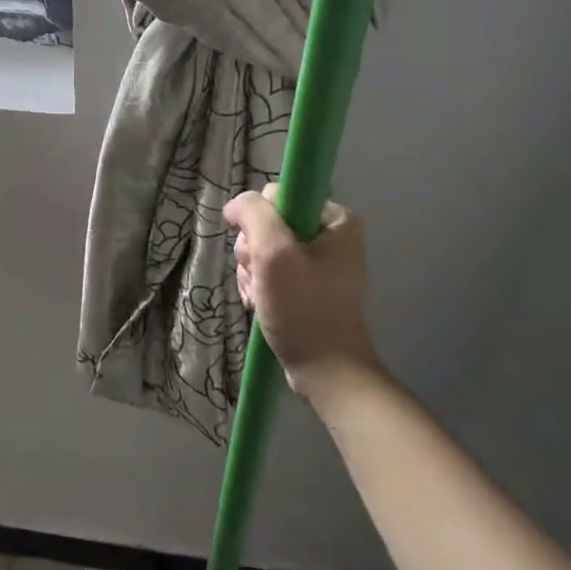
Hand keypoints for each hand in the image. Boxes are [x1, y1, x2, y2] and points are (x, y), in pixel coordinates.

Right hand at [226, 184, 380, 405]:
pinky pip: (270, 271)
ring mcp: (319, 262)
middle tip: (260, 278)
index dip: (258, 220)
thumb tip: (234, 206)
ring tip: (260, 297)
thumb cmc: (304, 309)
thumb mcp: (274, 253)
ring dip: (252, 272)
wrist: (326, 373)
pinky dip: (259, 286)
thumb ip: (253, 214)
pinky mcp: (308, 286)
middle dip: (253, 252)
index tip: (259, 251)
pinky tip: (260, 304)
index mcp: (335, 218)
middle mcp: (330, 234)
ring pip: (263, 249)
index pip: (277, 196)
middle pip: (267, 223)